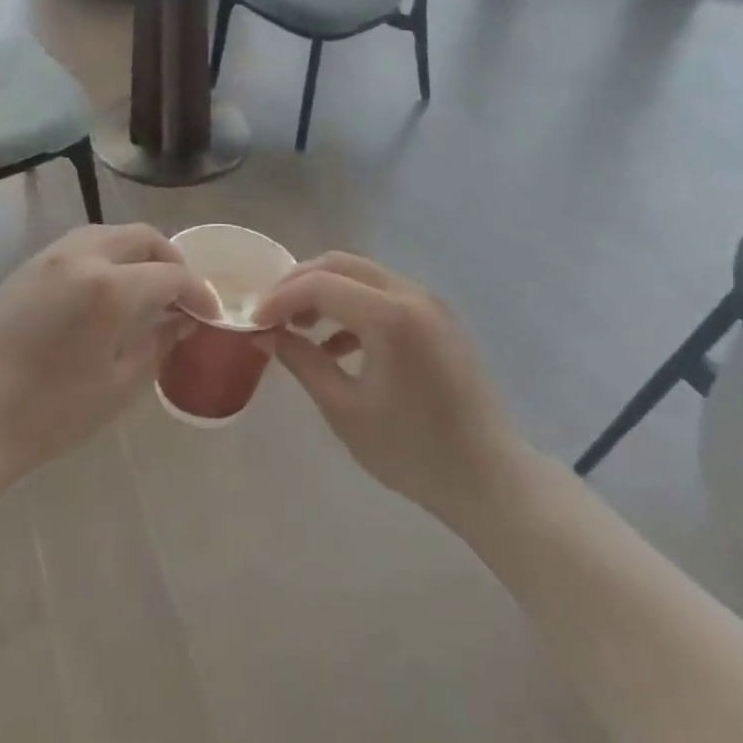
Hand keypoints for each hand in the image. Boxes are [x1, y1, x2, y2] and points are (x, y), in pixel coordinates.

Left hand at [0, 224, 216, 490]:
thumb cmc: (52, 412)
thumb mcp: (118, 385)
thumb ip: (158, 343)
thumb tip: (184, 322)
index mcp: (109, 288)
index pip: (170, 276)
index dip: (198, 293)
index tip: (209, 315)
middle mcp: (81, 257)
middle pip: (141, 237)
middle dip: (170, 261)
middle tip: (181, 295)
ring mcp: (49, 257)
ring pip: (108, 234)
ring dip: (136, 252)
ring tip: (146, 288)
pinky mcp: (26, 266)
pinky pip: (78, 245)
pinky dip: (105, 255)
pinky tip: (106, 289)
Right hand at [254, 252, 517, 529]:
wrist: (488, 477)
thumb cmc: (412, 450)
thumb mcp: (344, 409)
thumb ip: (302, 361)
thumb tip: (267, 334)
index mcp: (390, 316)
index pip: (319, 284)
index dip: (280, 298)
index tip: (254, 321)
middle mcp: (411, 295)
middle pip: (341, 265)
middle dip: (299, 284)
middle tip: (271, 314)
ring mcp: (429, 304)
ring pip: (362, 276)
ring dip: (325, 293)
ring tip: (298, 329)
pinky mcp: (437, 319)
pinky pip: (383, 296)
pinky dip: (352, 308)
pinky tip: (335, 346)